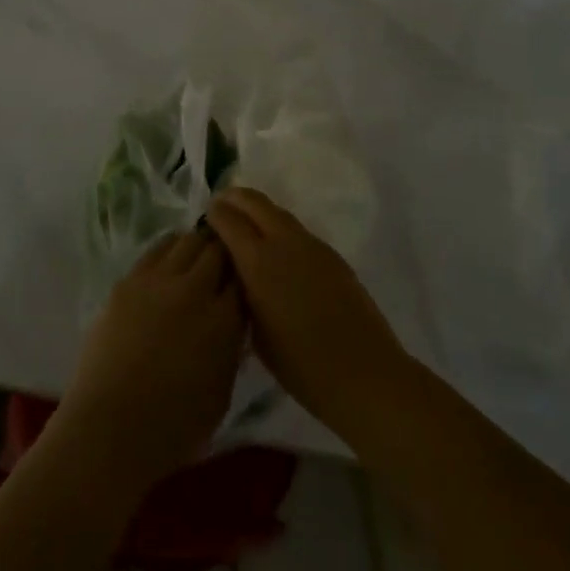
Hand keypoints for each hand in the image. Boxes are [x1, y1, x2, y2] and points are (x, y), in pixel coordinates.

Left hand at [54, 231, 245, 492]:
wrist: (112, 426)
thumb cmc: (174, 426)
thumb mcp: (221, 393)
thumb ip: (230, 348)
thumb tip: (229, 323)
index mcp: (224, 321)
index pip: (243, 279)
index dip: (244, 277)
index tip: (242, 280)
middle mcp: (195, 290)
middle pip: (217, 250)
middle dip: (224, 252)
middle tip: (223, 259)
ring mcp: (159, 280)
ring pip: (187, 241)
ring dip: (197, 245)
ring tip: (196, 254)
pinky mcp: (129, 280)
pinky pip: (156, 250)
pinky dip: (169, 249)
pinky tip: (169, 258)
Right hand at [206, 187, 409, 435]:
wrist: (363, 372)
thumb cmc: (301, 365)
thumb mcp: (255, 333)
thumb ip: (242, 293)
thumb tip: (237, 272)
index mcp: (259, 262)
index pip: (229, 220)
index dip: (215, 213)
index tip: (206, 215)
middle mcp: (284, 242)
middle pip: (255, 202)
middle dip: (235, 198)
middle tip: (221, 205)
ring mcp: (312, 245)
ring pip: (278, 213)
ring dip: (259, 211)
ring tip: (246, 224)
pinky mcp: (331, 255)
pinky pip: (297, 230)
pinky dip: (279, 228)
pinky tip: (277, 249)